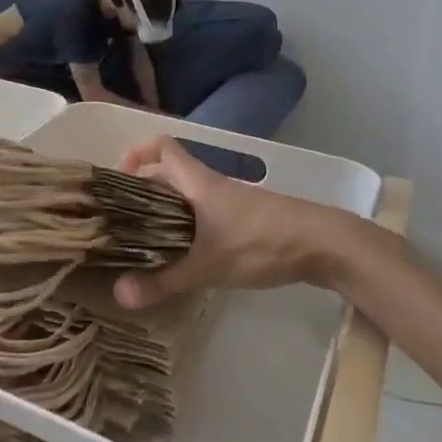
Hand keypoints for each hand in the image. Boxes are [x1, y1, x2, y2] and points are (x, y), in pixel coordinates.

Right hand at [113, 136, 398, 309]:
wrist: (323, 245)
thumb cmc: (260, 242)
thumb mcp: (208, 265)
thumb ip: (165, 281)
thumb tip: (118, 294)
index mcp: (198, 182)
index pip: (163, 146)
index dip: (138, 152)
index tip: (119, 175)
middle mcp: (211, 185)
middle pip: (171, 173)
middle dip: (145, 189)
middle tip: (123, 218)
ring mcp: (231, 202)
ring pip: (188, 196)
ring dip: (166, 211)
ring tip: (146, 241)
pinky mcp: (246, 220)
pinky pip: (205, 214)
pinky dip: (188, 226)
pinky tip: (185, 256)